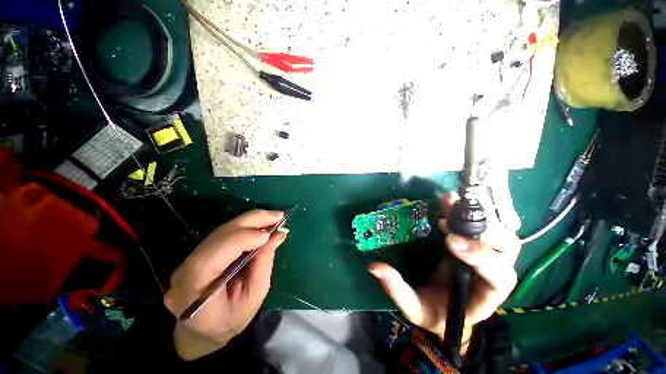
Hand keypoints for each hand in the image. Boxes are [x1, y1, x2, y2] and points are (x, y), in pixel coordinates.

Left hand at [164, 210, 286, 360]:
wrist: (201, 331)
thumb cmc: (229, 322)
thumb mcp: (252, 298)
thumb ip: (263, 265)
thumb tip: (277, 235)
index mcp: (193, 289)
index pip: (215, 255)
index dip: (243, 239)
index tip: (270, 234)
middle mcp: (187, 267)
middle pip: (220, 234)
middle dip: (252, 221)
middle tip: (278, 215)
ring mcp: (191, 257)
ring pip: (223, 230)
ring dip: (251, 220)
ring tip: (274, 218)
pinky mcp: (201, 252)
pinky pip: (225, 233)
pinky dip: (246, 226)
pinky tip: (261, 225)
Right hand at [368, 193, 520, 350]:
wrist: (446, 310)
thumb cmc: (434, 313)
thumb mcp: (415, 308)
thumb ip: (397, 290)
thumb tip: (374, 266)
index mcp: (484, 297)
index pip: (498, 277)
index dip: (480, 257)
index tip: (449, 240)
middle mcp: (493, 275)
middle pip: (507, 250)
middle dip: (483, 232)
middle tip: (449, 222)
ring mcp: (486, 257)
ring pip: (498, 233)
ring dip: (475, 217)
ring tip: (449, 205)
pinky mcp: (474, 245)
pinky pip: (480, 225)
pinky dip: (465, 211)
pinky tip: (448, 201)